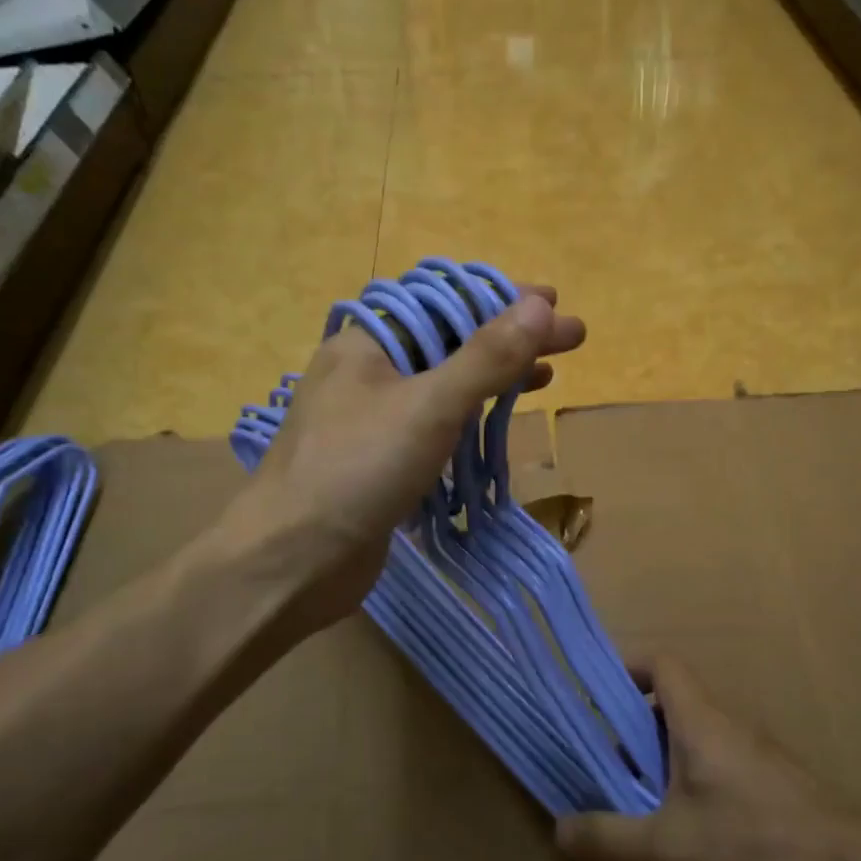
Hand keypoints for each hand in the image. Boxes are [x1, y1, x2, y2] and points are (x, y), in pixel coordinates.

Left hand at [215, 288, 584, 635]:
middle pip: (450, 341)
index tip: (557, 303)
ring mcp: (371, 418)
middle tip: (570, 341)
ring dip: (494, 377)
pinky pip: (434, 424)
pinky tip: (497, 422)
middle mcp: (368, 371)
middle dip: (510, 339)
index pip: (448, 303)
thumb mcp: (430, 406)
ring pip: (444, 384)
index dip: (505, 299)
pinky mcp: (379, 460)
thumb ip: (487, 356)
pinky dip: (470, 416)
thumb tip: (540, 305)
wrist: (290, 561)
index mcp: (369, 342)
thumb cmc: (356, 471)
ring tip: (547, 375)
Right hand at [557, 658, 860, 860]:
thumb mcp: (669, 850)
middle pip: (670, 706)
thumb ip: (609, 837)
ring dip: (660, 768)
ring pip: (694, 744)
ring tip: (633, 812)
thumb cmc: (758, 848)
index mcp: (700, 719)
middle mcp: (729, 726)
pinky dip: (691, 792)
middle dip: (630, 733)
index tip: (592, 699)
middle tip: (601, 771)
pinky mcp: (776, 792)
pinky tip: (686, 844)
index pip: (660, 663)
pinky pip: (718, 773)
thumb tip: (560, 828)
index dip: (624, 669)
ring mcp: (757, 758)